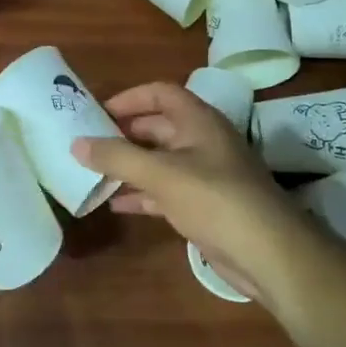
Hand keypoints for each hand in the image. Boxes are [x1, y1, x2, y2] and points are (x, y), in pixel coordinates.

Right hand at [72, 82, 320, 307]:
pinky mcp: (204, 205)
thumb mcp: (161, 174)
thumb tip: (76, 143)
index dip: (129, 98)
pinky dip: (142, 194)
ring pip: (160, 161)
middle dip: (124, 133)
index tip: (96, 112)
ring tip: (93, 173)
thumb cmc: (215, 199)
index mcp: (198, 121)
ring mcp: (205, 175)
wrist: (269, 253)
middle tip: (88, 143)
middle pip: (157, 126)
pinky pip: (166, 191)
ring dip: (130, 165)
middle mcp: (202, 141)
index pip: (160, 93)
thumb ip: (117, 157)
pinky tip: (116, 205)